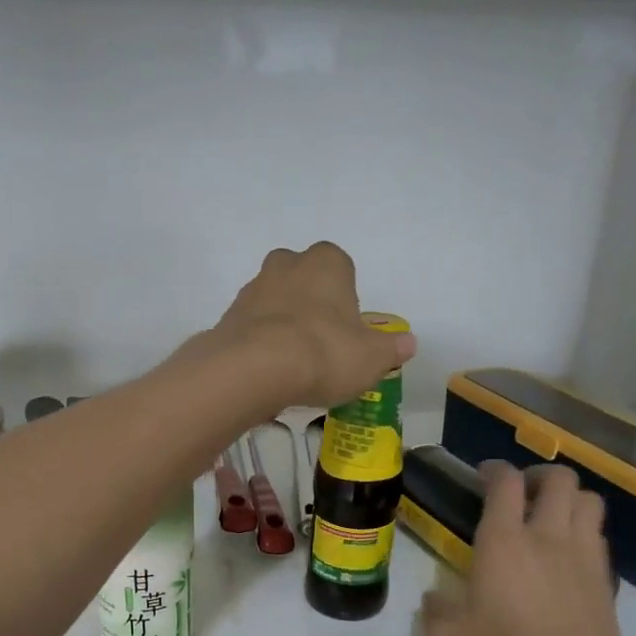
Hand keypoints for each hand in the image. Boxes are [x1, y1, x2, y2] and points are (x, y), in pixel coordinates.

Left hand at [204, 241, 415, 406]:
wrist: (254, 369)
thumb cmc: (324, 352)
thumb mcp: (371, 358)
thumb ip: (391, 349)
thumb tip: (407, 344)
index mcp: (327, 262)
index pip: (342, 270)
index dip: (345, 302)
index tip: (347, 333)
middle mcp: (286, 265)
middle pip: (303, 282)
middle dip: (311, 307)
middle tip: (320, 346)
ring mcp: (252, 289)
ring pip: (275, 304)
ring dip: (283, 327)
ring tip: (293, 367)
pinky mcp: (227, 317)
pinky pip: (251, 329)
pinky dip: (259, 345)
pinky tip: (268, 373)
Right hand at [421, 463, 633, 635]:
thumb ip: (435, 612)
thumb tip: (434, 598)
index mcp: (503, 543)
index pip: (505, 483)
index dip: (494, 470)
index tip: (483, 475)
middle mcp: (547, 537)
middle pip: (558, 479)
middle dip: (538, 475)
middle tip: (521, 491)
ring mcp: (583, 555)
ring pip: (589, 499)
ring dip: (568, 497)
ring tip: (549, 514)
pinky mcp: (606, 579)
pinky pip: (599, 533)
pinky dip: (583, 528)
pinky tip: (567, 550)